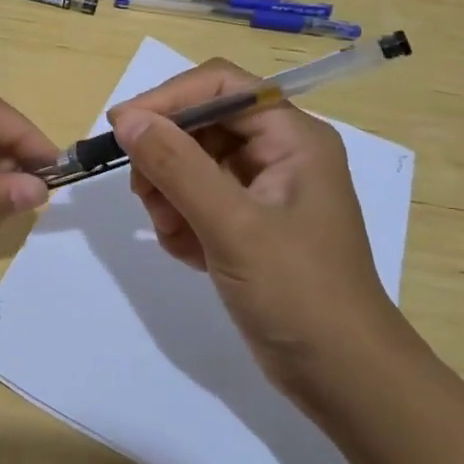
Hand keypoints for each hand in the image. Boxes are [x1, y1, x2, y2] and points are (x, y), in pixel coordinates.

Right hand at [109, 60, 406, 395]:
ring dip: (170, 195)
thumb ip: (177, 166)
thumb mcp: (233, 225)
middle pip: (201, 125)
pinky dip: (182, 223)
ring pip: (193, 165)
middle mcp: (279, 154)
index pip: (220, 86)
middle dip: (165, 157)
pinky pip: (198, 202)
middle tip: (143, 195)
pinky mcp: (249, 226)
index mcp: (292, 137)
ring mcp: (263, 192)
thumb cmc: (298, 292)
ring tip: (171, 234)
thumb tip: (127, 118)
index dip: (168, 99)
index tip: (121, 126)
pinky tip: (188, 255)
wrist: (342, 377)